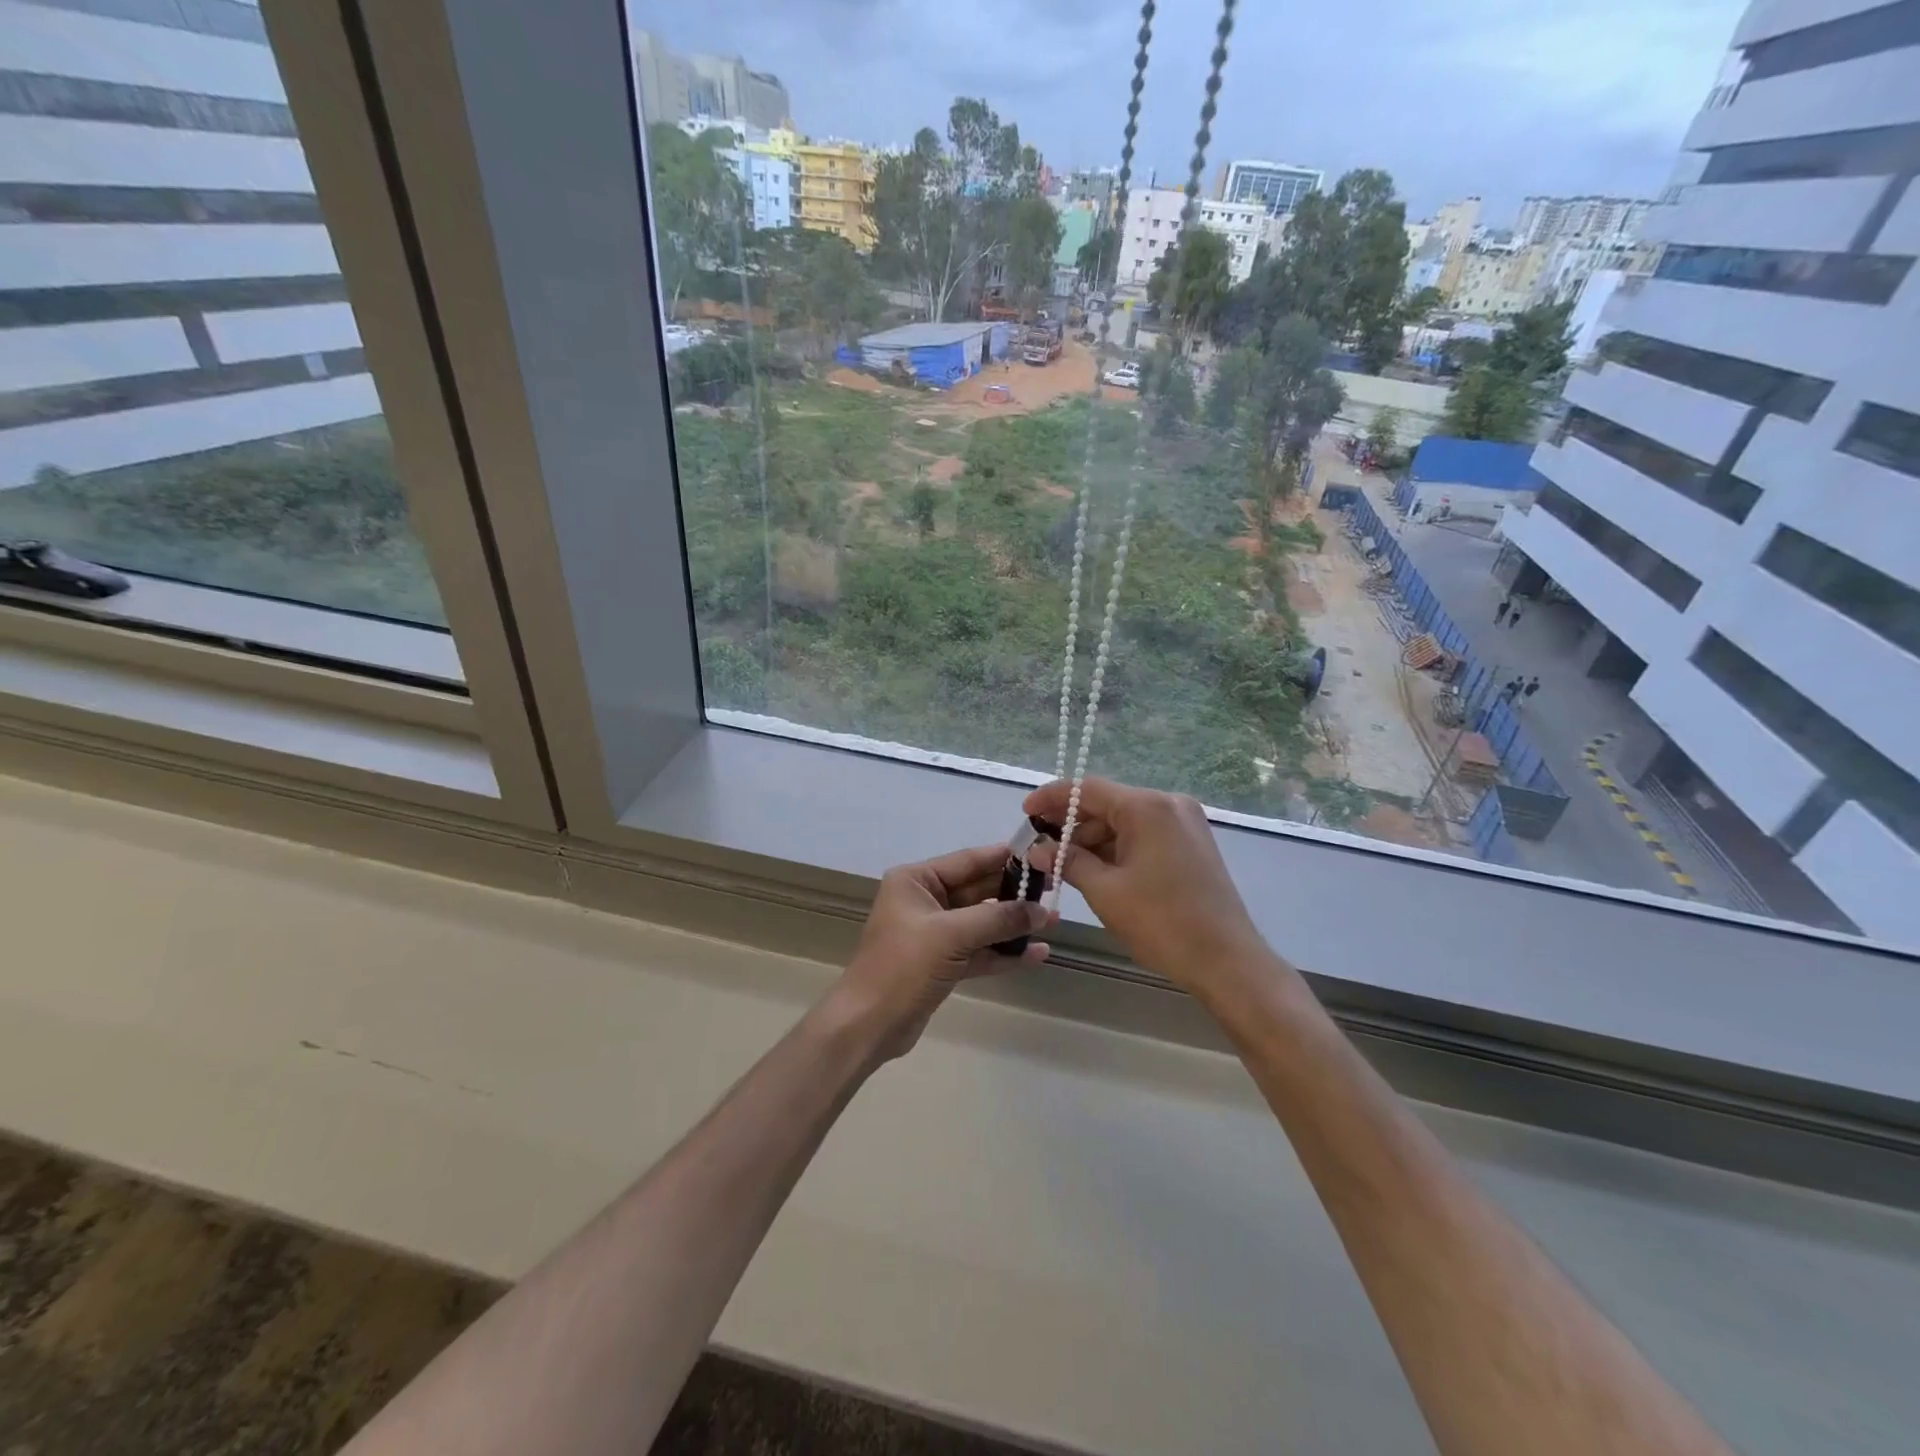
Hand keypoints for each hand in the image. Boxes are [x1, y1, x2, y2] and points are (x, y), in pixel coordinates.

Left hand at [830, 844, 1053, 1059]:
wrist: (869, 1024)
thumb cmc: (903, 966)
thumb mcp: (952, 935)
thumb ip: (998, 918)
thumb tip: (1041, 911)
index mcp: (916, 880)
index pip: (967, 861)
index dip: (1003, 858)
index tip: (1039, 854)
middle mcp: (924, 900)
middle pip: (978, 891)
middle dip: (1014, 895)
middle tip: (1054, 893)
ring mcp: (933, 934)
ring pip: (981, 923)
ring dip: (1013, 926)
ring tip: (1053, 924)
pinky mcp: (941, 963)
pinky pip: (978, 950)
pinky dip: (1003, 953)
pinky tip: (1036, 954)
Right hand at [1025, 777, 1264, 993]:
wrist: (1226, 960)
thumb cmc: (1162, 922)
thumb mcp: (1105, 891)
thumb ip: (1068, 861)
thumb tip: (1038, 849)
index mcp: (1148, 807)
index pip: (1089, 790)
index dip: (1052, 799)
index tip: (1025, 813)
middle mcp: (1169, 804)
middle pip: (1108, 804)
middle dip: (1071, 825)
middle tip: (1039, 847)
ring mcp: (1185, 823)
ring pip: (1125, 822)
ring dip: (1093, 840)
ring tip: (1061, 864)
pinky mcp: (1191, 844)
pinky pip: (1144, 835)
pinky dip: (1117, 849)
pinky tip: (1094, 868)